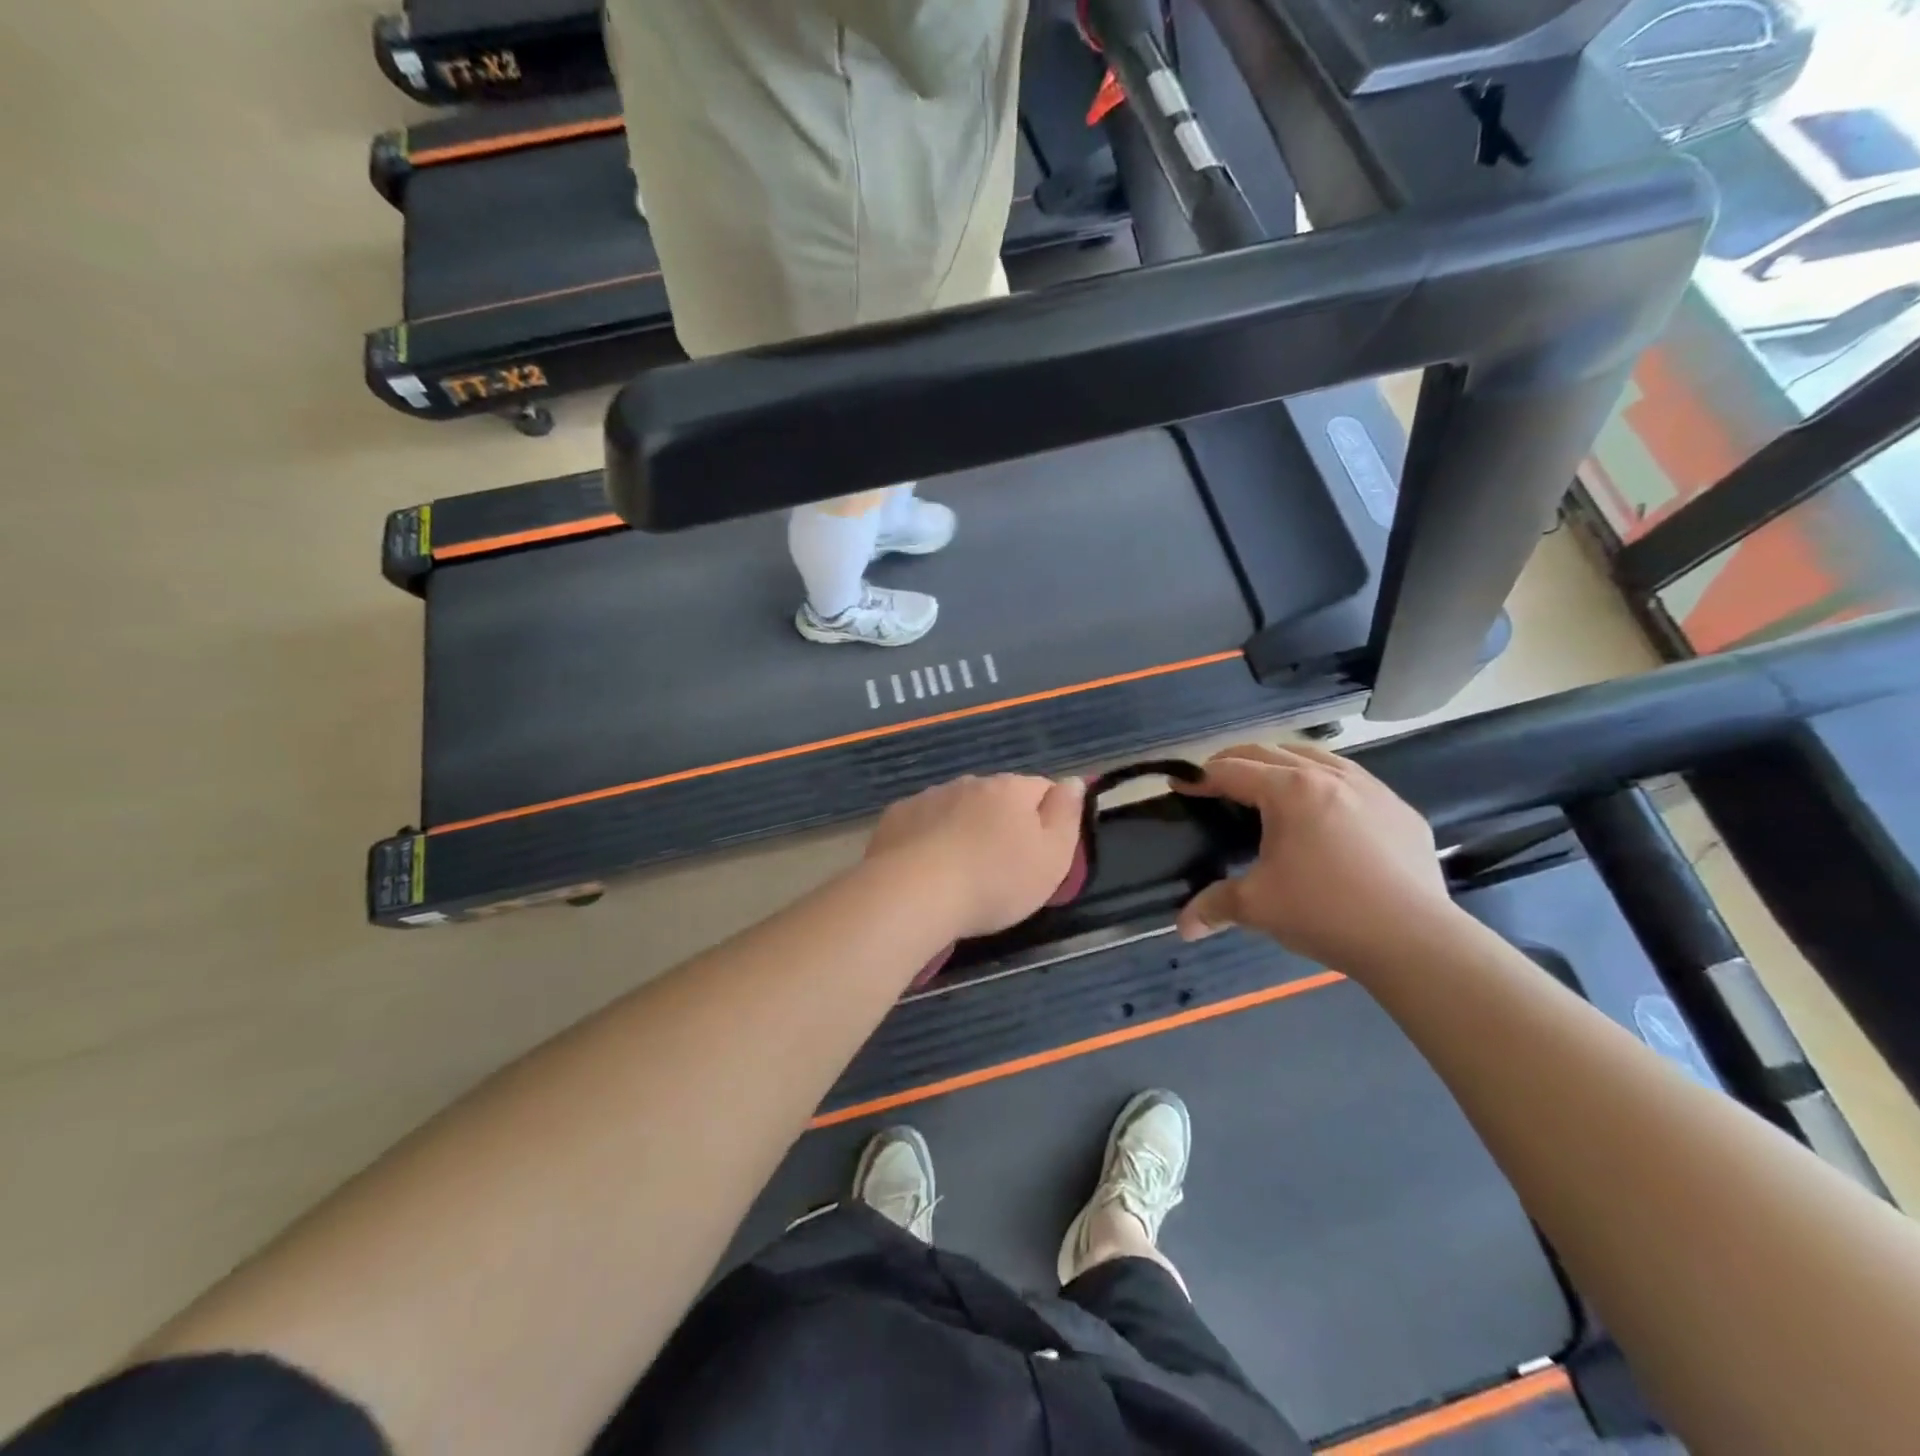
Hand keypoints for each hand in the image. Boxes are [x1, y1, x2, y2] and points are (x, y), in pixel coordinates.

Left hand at [866, 774, 1085, 939]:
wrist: (913, 894)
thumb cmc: (995, 881)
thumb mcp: (1052, 857)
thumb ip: (1066, 815)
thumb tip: (1073, 781)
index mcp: (1012, 789)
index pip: (1042, 789)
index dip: (1047, 818)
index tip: (1041, 853)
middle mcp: (970, 782)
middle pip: (998, 798)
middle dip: (1003, 823)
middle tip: (1000, 868)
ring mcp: (930, 796)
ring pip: (959, 807)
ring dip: (965, 828)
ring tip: (961, 871)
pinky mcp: (897, 816)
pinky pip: (924, 822)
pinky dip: (930, 837)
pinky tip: (927, 867)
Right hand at [1175, 743, 1455, 966]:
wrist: (1415, 940)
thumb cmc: (1325, 912)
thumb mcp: (1257, 907)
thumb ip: (1214, 906)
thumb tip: (1183, 927)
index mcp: (1289, 791)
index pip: (1232, 771)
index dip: (1199, 777)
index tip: (1178, 784)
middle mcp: (1329, 776)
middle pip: (1271, 752)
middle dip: (1235, 760)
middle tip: (1213, 779)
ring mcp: (1372, 789)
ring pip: (1317, 756)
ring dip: (1282, 762)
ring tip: (1267, 782)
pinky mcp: (1401, 810)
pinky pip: (1353, 780)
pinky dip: (1325, 782)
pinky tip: (1325, 810)